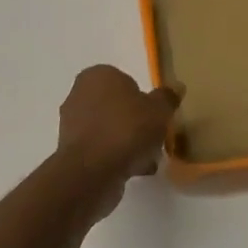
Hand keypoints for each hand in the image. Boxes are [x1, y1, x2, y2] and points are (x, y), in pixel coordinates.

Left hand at [56, 65, 182, 193]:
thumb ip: (167, 98)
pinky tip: (134, 170)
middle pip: (116, 106)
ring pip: (108, 129)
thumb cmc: (126, 130)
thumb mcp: (159, 110)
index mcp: (97, 75)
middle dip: (134, 121)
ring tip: (147, 158)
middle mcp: (79, 94)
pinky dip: (115, 157)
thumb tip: (176, 87)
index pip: (125, 80)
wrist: (92, 171)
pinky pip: (100, 149)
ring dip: (126, 142)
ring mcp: (71, 124)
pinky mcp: (71, 151)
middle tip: (153, 137)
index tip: (156, 116)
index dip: (143, 99)